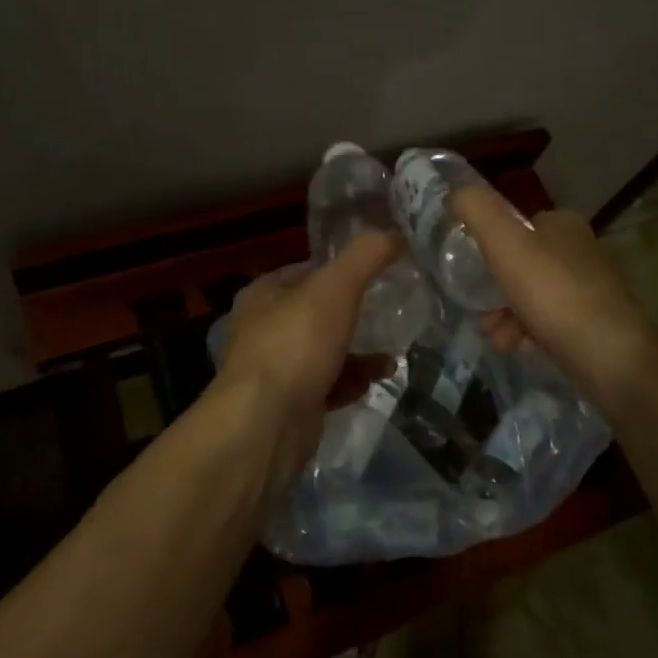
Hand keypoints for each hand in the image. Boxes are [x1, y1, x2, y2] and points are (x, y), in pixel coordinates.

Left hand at [215, 232, 401, 479]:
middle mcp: (262, 330)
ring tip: (389, 359)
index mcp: (264, 295)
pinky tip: (371, 384)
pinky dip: (348, 383)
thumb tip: (394, 234)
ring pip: (323, 353)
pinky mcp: (287, 406)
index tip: (376, 275)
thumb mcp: (336, 288)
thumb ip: (366, 256)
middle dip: (353, 317)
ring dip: (357, 355)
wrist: (266, 423)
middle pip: (316, 315)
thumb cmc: (296, 343)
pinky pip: (324, 387)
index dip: (340, 271)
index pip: (305, 272)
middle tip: (387, 318)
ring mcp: (274, 371)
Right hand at [453, 187, 657, 416]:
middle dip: (495, 290)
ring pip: (533, 297)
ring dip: (506, 315)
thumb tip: (455, 192)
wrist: (610, 355)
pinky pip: (550, 323)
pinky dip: (528, 333)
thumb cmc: (553, 293)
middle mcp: (580, 252)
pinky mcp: (594, 324)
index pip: (517, 226)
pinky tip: (517, 347)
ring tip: (494, 337)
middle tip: (479, 312)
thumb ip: (476, 210)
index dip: (490, 247)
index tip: (471, 270)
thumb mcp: (505, 243)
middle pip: (523, 265)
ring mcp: (590, 289)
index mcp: (563, 225)